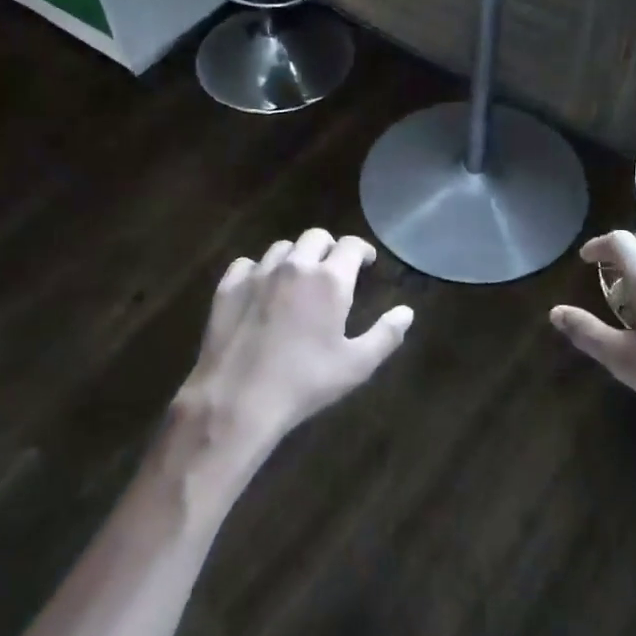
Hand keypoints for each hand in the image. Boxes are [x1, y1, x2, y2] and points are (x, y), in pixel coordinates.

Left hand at [173, 230, 413, 464]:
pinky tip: (261, 289)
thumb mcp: (357, 365)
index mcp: (330, 280)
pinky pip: (247, 264)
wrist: (239, 399)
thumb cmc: (305, 382)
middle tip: (334, 269)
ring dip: (296, 257)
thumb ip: (386, 335)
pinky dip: (260, 270)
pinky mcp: (228, 287)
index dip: (362, 250)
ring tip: (298, 279)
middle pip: (315, 237)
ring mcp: (258, 273)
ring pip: (281, 248)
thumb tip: (406, 312)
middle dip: (329, 248)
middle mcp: (295, 266)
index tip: (366, 262)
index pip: (351, 245)